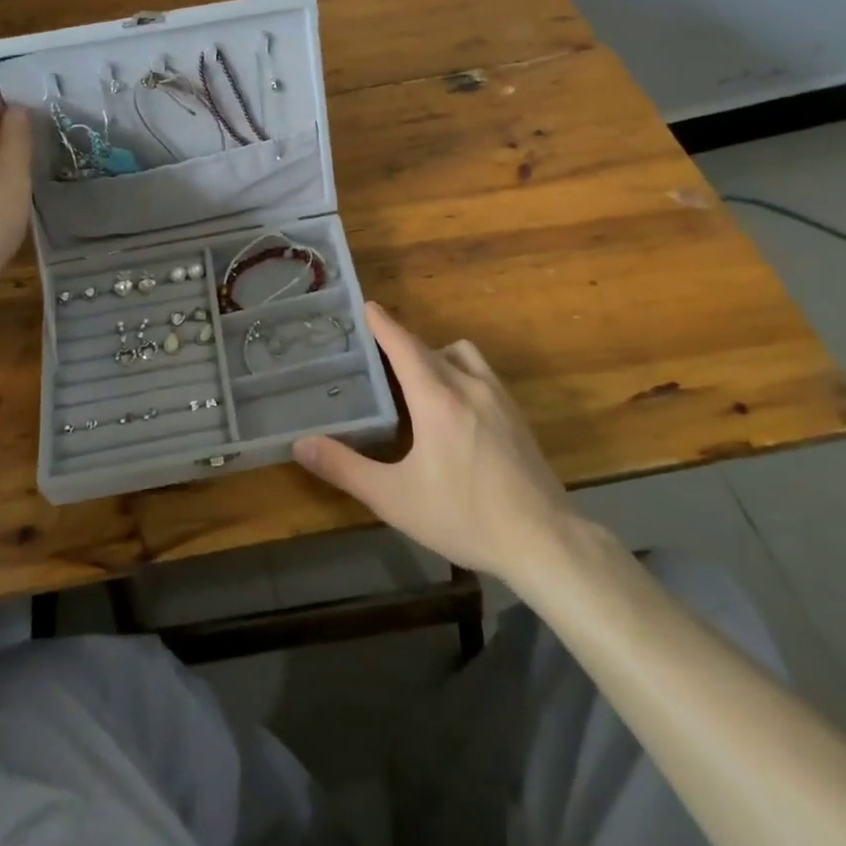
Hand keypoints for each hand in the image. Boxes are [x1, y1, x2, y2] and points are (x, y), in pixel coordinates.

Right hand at [293, 303, 579, 583]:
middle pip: (431, 348)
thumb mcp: (394, 498)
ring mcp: (499, 399)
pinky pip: (483, 375)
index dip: (384, 324)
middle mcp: (469, 386)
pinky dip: (461, 373)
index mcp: (437, 399)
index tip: (367, 305)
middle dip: (403, 343)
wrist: (544, 540)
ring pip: (463, 356)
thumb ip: (345, 468)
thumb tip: (300, 445)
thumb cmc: (463, 516)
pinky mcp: (518, 416)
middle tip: (378, 351)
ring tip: (419, 381)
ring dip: (437, 355)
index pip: (405, 346)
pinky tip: (455, 409)